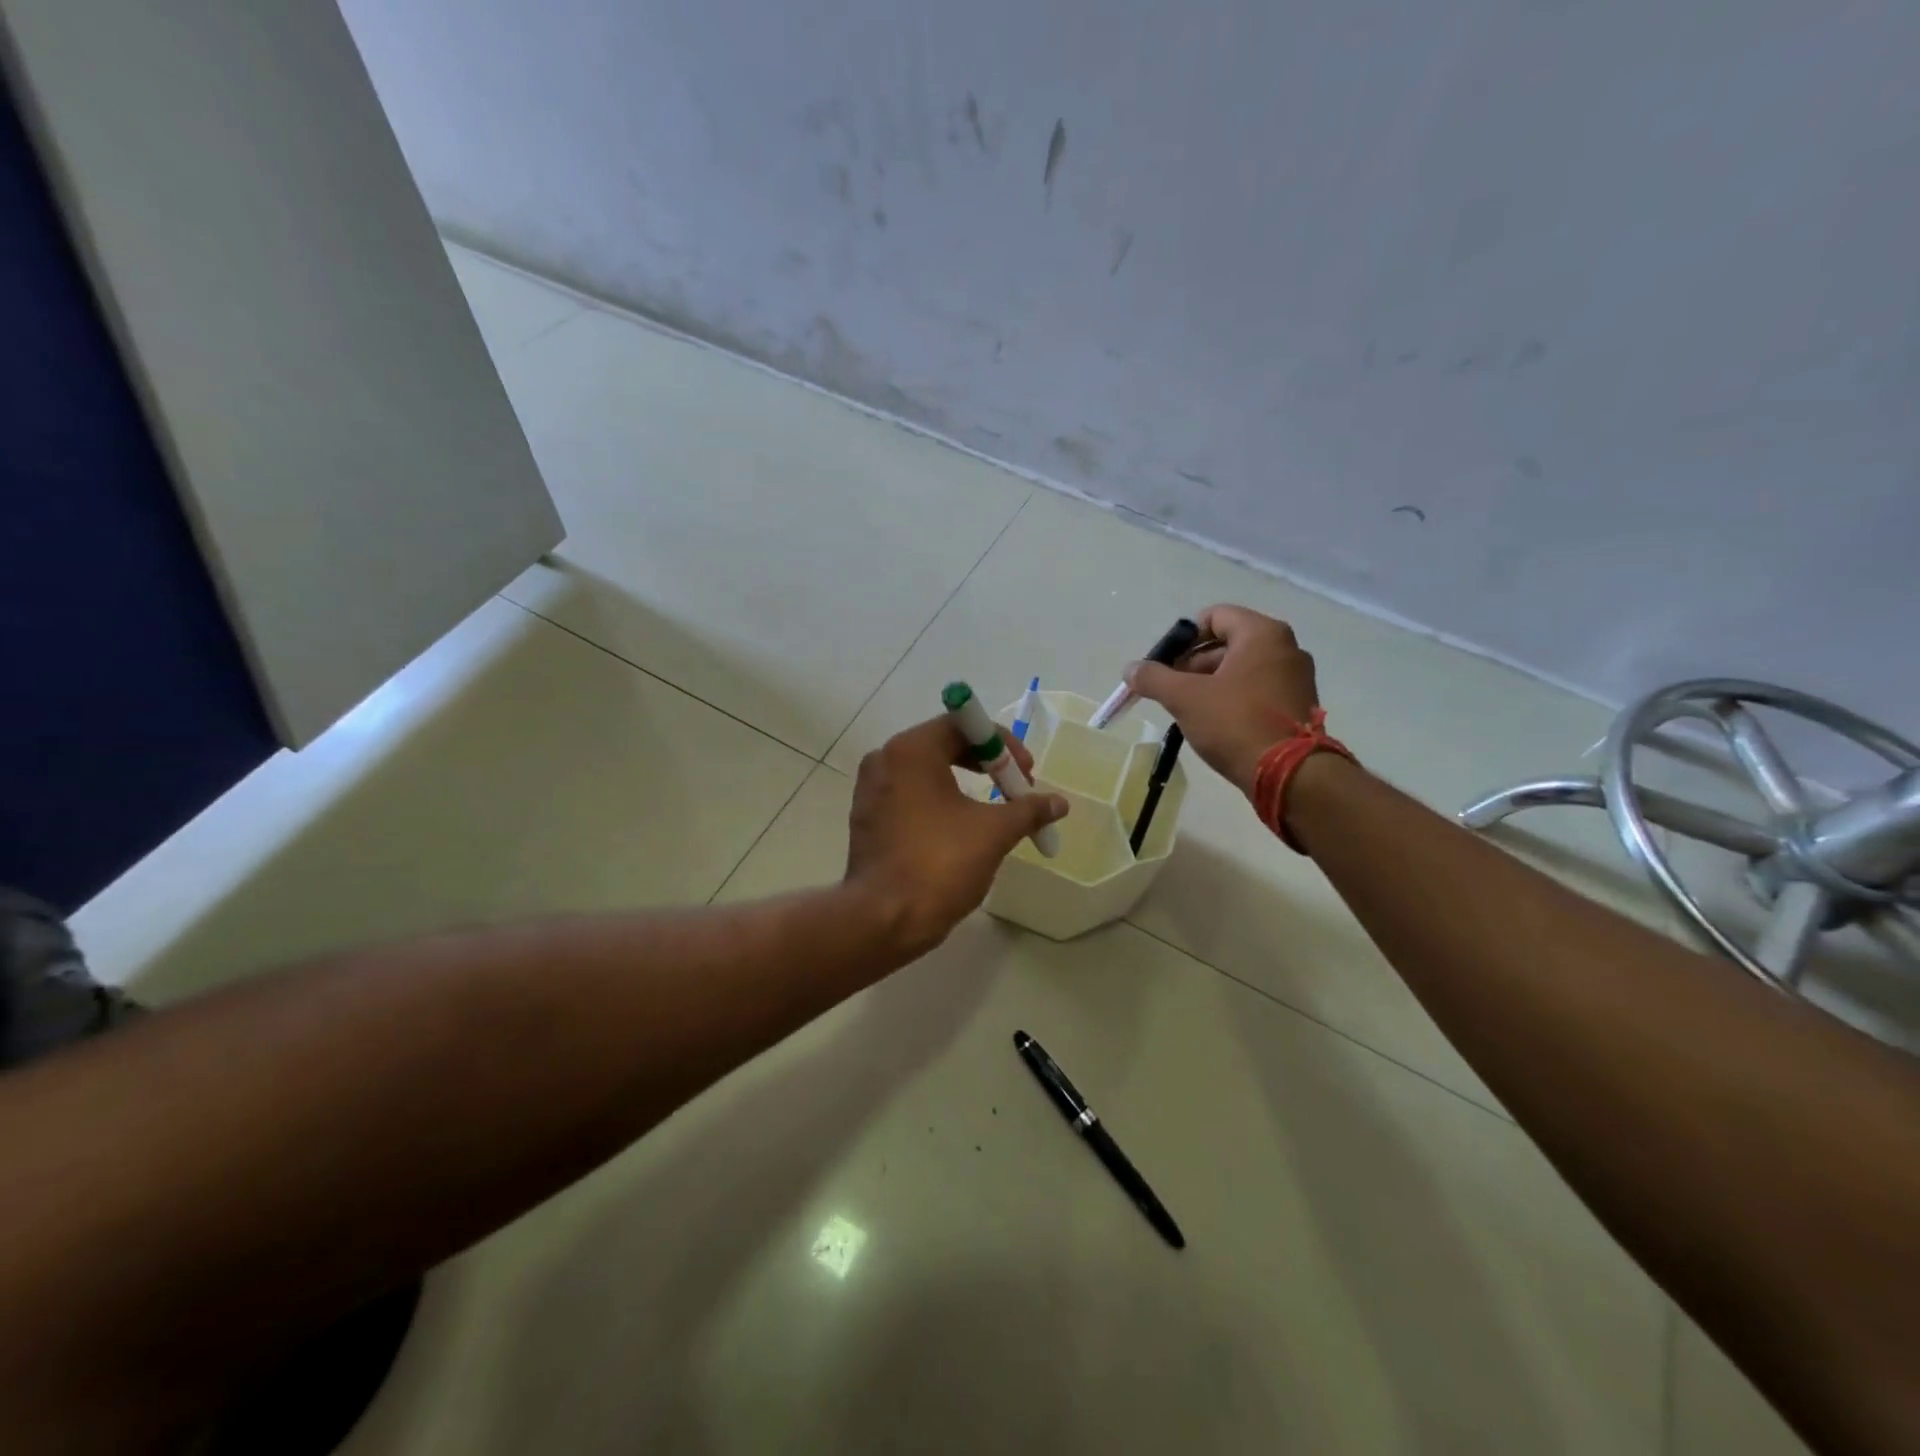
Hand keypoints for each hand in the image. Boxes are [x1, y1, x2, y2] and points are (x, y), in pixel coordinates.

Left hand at [845, 717, 1069, 956]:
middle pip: (945, 744)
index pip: (964, 724)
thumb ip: (1028, 810)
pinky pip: (911, 795)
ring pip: (928, 772)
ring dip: (966, 784)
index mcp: (911, 750)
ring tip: (994, 811)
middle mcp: (885, 759)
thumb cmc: (939, 864)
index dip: (1003, 744)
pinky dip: (940, 802)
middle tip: (1016, 791)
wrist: (882, 920)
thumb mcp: (994, 833)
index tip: (1026, 774)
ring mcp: (871, 790)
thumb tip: (1059, 803)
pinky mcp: (867, 818)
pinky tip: (961, 829)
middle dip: (988, 764)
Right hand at [1126, 605, 1320, 800]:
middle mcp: (1285, 649)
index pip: (1215, 616)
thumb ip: (1154, 678)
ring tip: (1187, 710)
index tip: (1164, 663)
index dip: (1183, 637)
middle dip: (1192, 664)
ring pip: (1241, 669)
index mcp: (1262, 635)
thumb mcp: (1185, 698)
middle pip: (1227, 643)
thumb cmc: (1236, 723)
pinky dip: (1231, 699)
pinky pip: (1256, 690)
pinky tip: (1213, 724)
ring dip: (1209, 683)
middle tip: (1169, 690)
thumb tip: (1130, 669)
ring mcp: (1295, 679)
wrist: (1290, 776)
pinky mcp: (1297, 706)